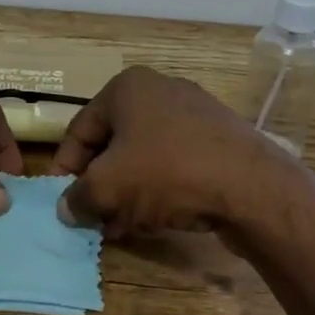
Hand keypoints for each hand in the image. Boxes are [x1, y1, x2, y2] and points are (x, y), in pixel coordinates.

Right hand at [49, 66, 308, 238]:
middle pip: (114, 142)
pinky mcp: (219, 139)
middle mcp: (159, 90)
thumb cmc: (168, 172)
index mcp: (127, 88)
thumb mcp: (109, 187)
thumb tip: (67, 208)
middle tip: (92, 218)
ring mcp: (194, 113)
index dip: (65, 167)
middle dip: (100, 183)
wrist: (252, 186)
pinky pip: (175, 163)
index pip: (81, 128)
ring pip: (145, 155)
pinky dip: (159, 189)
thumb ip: (79, 197)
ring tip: (121, 227)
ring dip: (128, 192)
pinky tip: (156, 219)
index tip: (61, 201)